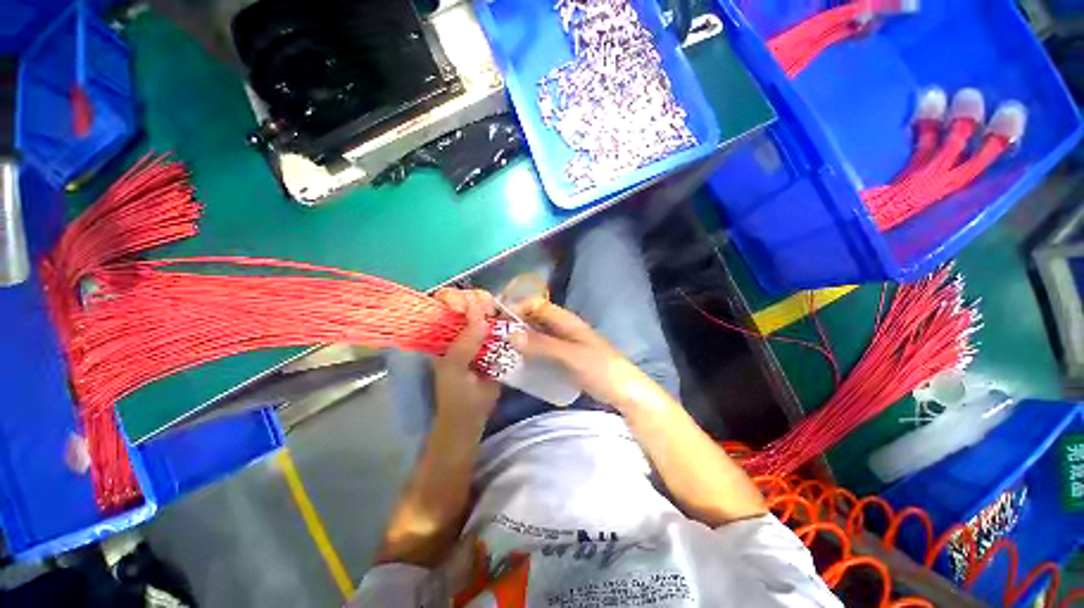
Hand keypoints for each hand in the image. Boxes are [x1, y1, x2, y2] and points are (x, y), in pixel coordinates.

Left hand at [433, 288, 500, 420]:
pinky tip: (509, 322)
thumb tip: (480, 314)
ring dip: (494, 307)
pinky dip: (506, 319)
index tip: (466, 307)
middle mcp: (460, 329)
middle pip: (468, 301)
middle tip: (488, 309)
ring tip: (498, 315)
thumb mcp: (455, 369)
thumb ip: (465, 343)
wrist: (473, 416)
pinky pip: (501, 324)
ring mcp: (479, 334)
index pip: (445, 303)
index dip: (455, 298)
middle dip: (478, 299)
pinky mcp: (496, 341)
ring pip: (486, 310)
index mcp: (443, 333)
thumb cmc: (458, 395)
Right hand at [510, 297, 664, 413]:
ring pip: (536, 334)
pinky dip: (529, 351)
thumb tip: (509, 333)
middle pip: (534, 318)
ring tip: (499, 350)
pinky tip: (518, 362)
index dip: (516, 308)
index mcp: (566, 320)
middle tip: (493, 338)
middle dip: (514, 324)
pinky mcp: (564, 357)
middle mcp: (563, 327)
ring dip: (520, 338)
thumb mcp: (569, 355)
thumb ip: (541, 344)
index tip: (496, 322)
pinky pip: (541, 349)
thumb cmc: (600, 368)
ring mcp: (564, 343)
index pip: (535, 304)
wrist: (624, 391)